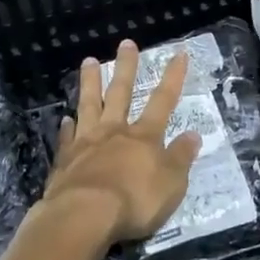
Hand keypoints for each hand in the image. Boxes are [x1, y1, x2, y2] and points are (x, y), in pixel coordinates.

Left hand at [44, 40, 202, 243]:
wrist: (84, 216)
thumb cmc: (135, 201)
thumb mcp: (171, 184)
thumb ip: (181, 158)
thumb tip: (193, 135)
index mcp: (144, 137)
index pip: (163, 101)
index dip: (173, 77)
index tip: (179, 53)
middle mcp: (115, 132)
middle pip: (120, 92)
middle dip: (126, 67)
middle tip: (126, 43)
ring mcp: (86, 142)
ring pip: (89, 104)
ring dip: (90, 82)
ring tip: (88, 61)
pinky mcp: (65, 159)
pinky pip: (67, 137)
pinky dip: (67, 127)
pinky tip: (65, 118)